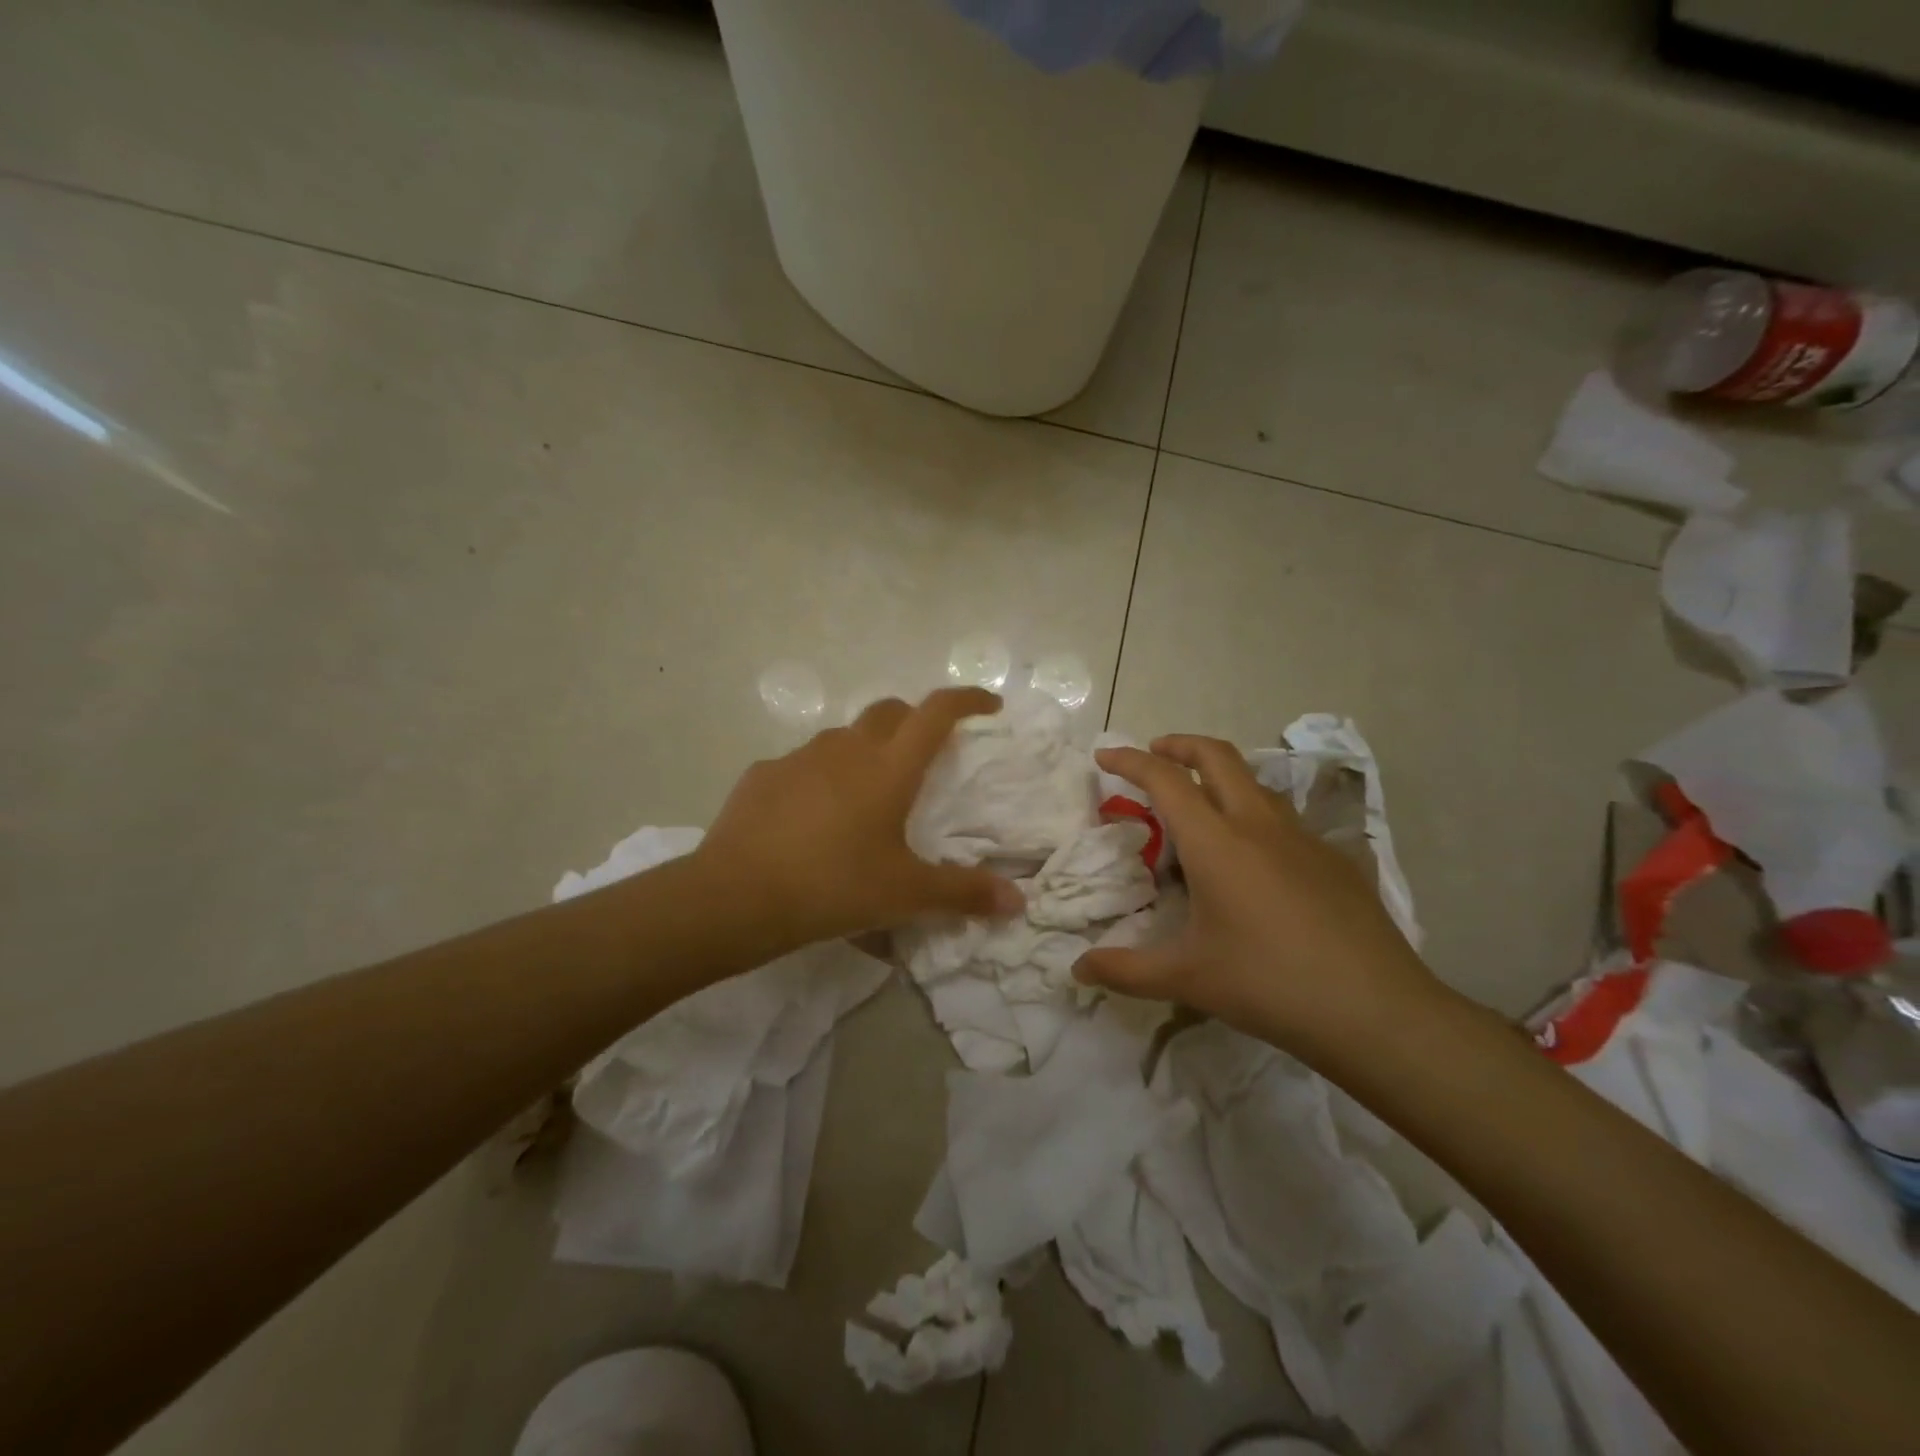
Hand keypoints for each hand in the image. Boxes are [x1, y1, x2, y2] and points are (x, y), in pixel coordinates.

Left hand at [692, 688, 1024, 954]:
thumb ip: (964, 893)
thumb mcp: (905, 894)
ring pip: (844, 736)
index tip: (988, 705)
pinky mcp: (763, 774)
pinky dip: (820, 777)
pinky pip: (803, 764)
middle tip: (926, 752)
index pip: (937, 712)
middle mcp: (847, 748)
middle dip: (915, 720)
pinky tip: (812, 817)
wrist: (737, 896)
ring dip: (865, 749)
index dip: (967, 701)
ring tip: (867, 792)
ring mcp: (800, 757)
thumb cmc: (834, 886)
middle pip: (890, 711)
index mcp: (889, 768)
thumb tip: (1018, 902)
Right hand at [1073, 735, 1437, 1052]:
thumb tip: (1078, 969)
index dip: (1130, 760)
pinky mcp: (1334, 859)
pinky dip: (1253, 816)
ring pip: (1254, 783)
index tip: (1104, 755)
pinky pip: (1283, 820)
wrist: (1376, 1010)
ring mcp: (1303, 838)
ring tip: (1199, 807)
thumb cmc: (1268, 984)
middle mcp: (1258, 825)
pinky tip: (1254, 862)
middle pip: (1217, 756)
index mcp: (1216, 842)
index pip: (1165, 780)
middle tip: (1154, 753)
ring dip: (1219, 777)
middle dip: (1179, 744)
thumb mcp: (1186, 979)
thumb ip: (1125, 970)